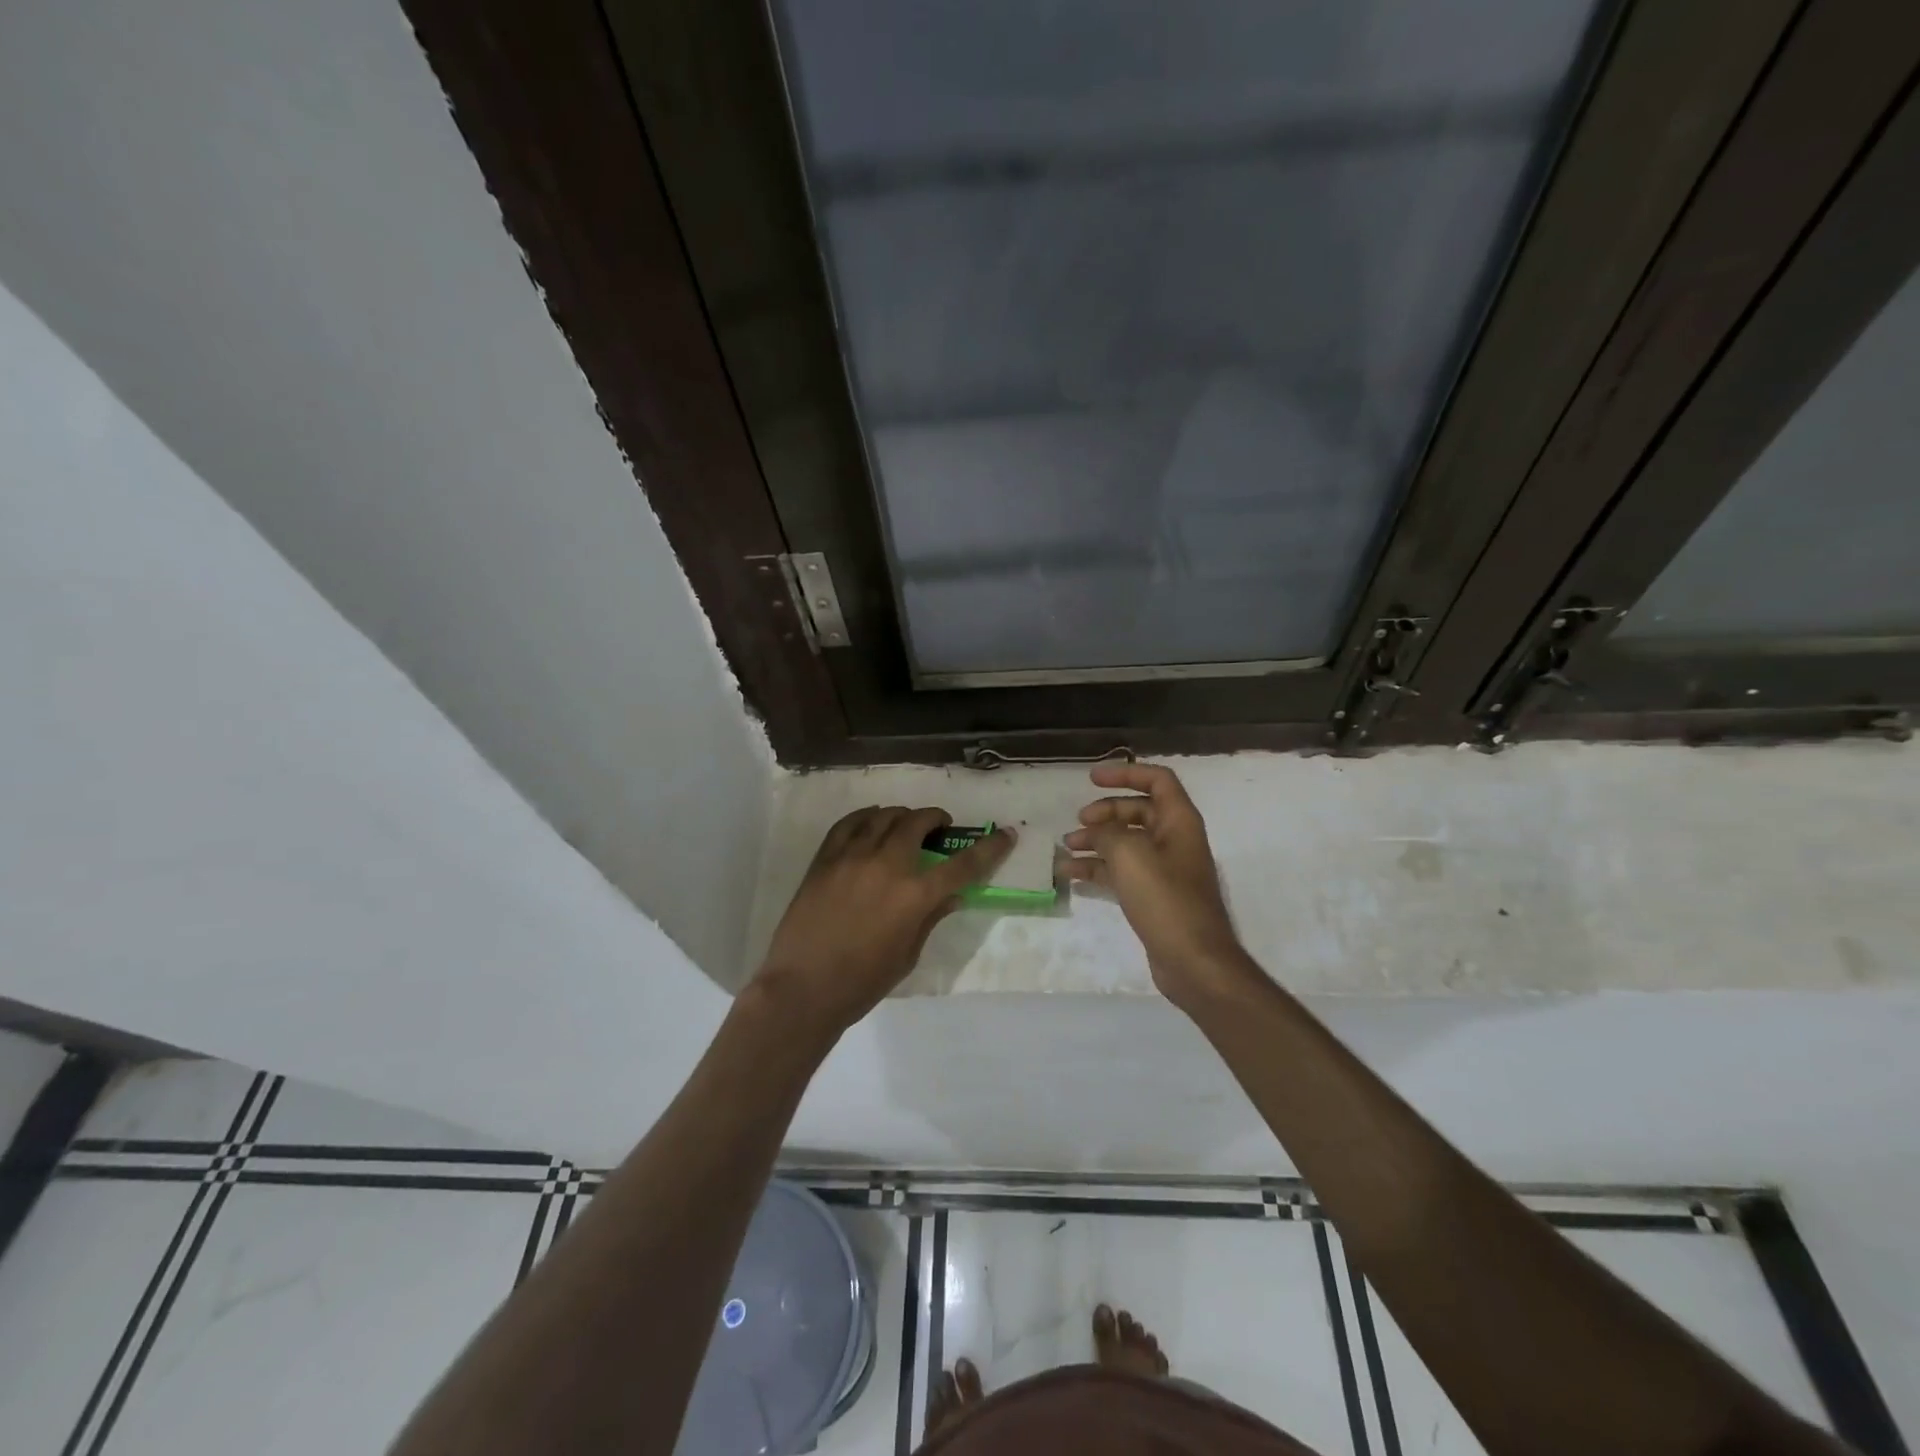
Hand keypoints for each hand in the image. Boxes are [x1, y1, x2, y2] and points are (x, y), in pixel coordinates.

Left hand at [754, 807, 1012, 1038]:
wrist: (803, 988)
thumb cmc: (862, 982)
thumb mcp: (908, 955)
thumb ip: (930, 918)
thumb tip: (951, 896)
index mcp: (914, 896)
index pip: (962, 865)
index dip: (989, 849)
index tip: (1005, 835)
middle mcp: (886, 866)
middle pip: (917, 824)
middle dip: (936, 819)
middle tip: (940, 827)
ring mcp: (852, 857)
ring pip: (883, 816)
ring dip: (902, 816)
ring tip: (906, 824)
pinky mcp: (824, 858)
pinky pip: (848, 823)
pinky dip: (866, 817)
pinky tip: (872, 822)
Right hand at [1064, 763, 1256, 1010]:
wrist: (1194, 961)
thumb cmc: (1166, 899)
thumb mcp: (1130, 855)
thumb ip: (1107, 832)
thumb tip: (1095, 830)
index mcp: (1179, 822)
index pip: (1157, 780)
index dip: (1126, 773)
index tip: (1092, 779)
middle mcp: (1175, 840)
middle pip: (1137, 811)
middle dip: (1105, 812)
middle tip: (1079, 822)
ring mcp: (1165, 870)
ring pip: (1126, 843)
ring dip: (1096, 841)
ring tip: (1067, 848)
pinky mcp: (1153, 896)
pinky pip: (1122, 871)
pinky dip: (1098, 869)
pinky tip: (1071, 874)